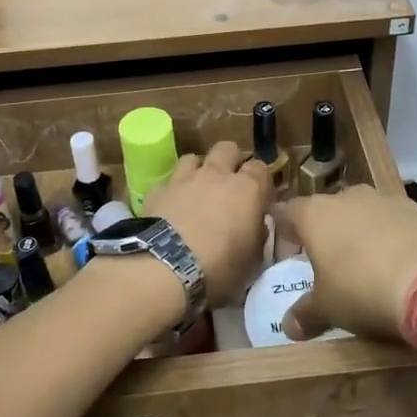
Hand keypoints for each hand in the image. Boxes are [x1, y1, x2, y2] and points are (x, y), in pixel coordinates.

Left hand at [141, 140, 273, 304]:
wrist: (164, 268)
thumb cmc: (219, 268)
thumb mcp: (251, 261)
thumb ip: (256, 236)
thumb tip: (255, 226)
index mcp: (247, 189)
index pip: (260, 168)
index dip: (260, 180)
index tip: (259, 197)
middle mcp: (216, 175)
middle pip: (227, 149)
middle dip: (230, 161)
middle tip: (229, 184)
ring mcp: (183, 179)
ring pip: (193, 157)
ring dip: (198, 170)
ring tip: (197, 190)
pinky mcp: (156, 190)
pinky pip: (167, 181)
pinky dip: (171, 190)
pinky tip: (170, 206)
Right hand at [279, 186, 416, 346]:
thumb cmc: (363, 291)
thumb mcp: (327, 310)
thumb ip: (304, 314)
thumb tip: (289, 327)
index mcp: (316, 214)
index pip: (287, 212)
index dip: (284, 234)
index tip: (288, 256)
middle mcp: (349, 197)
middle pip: (329, 211)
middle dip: (327, 234)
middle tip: (330, 265)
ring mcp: (389, 200)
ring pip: (366, 213)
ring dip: (363, 234)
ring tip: (370, 267)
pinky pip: (399, 223)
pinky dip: (396, 239)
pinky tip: (405, 266)